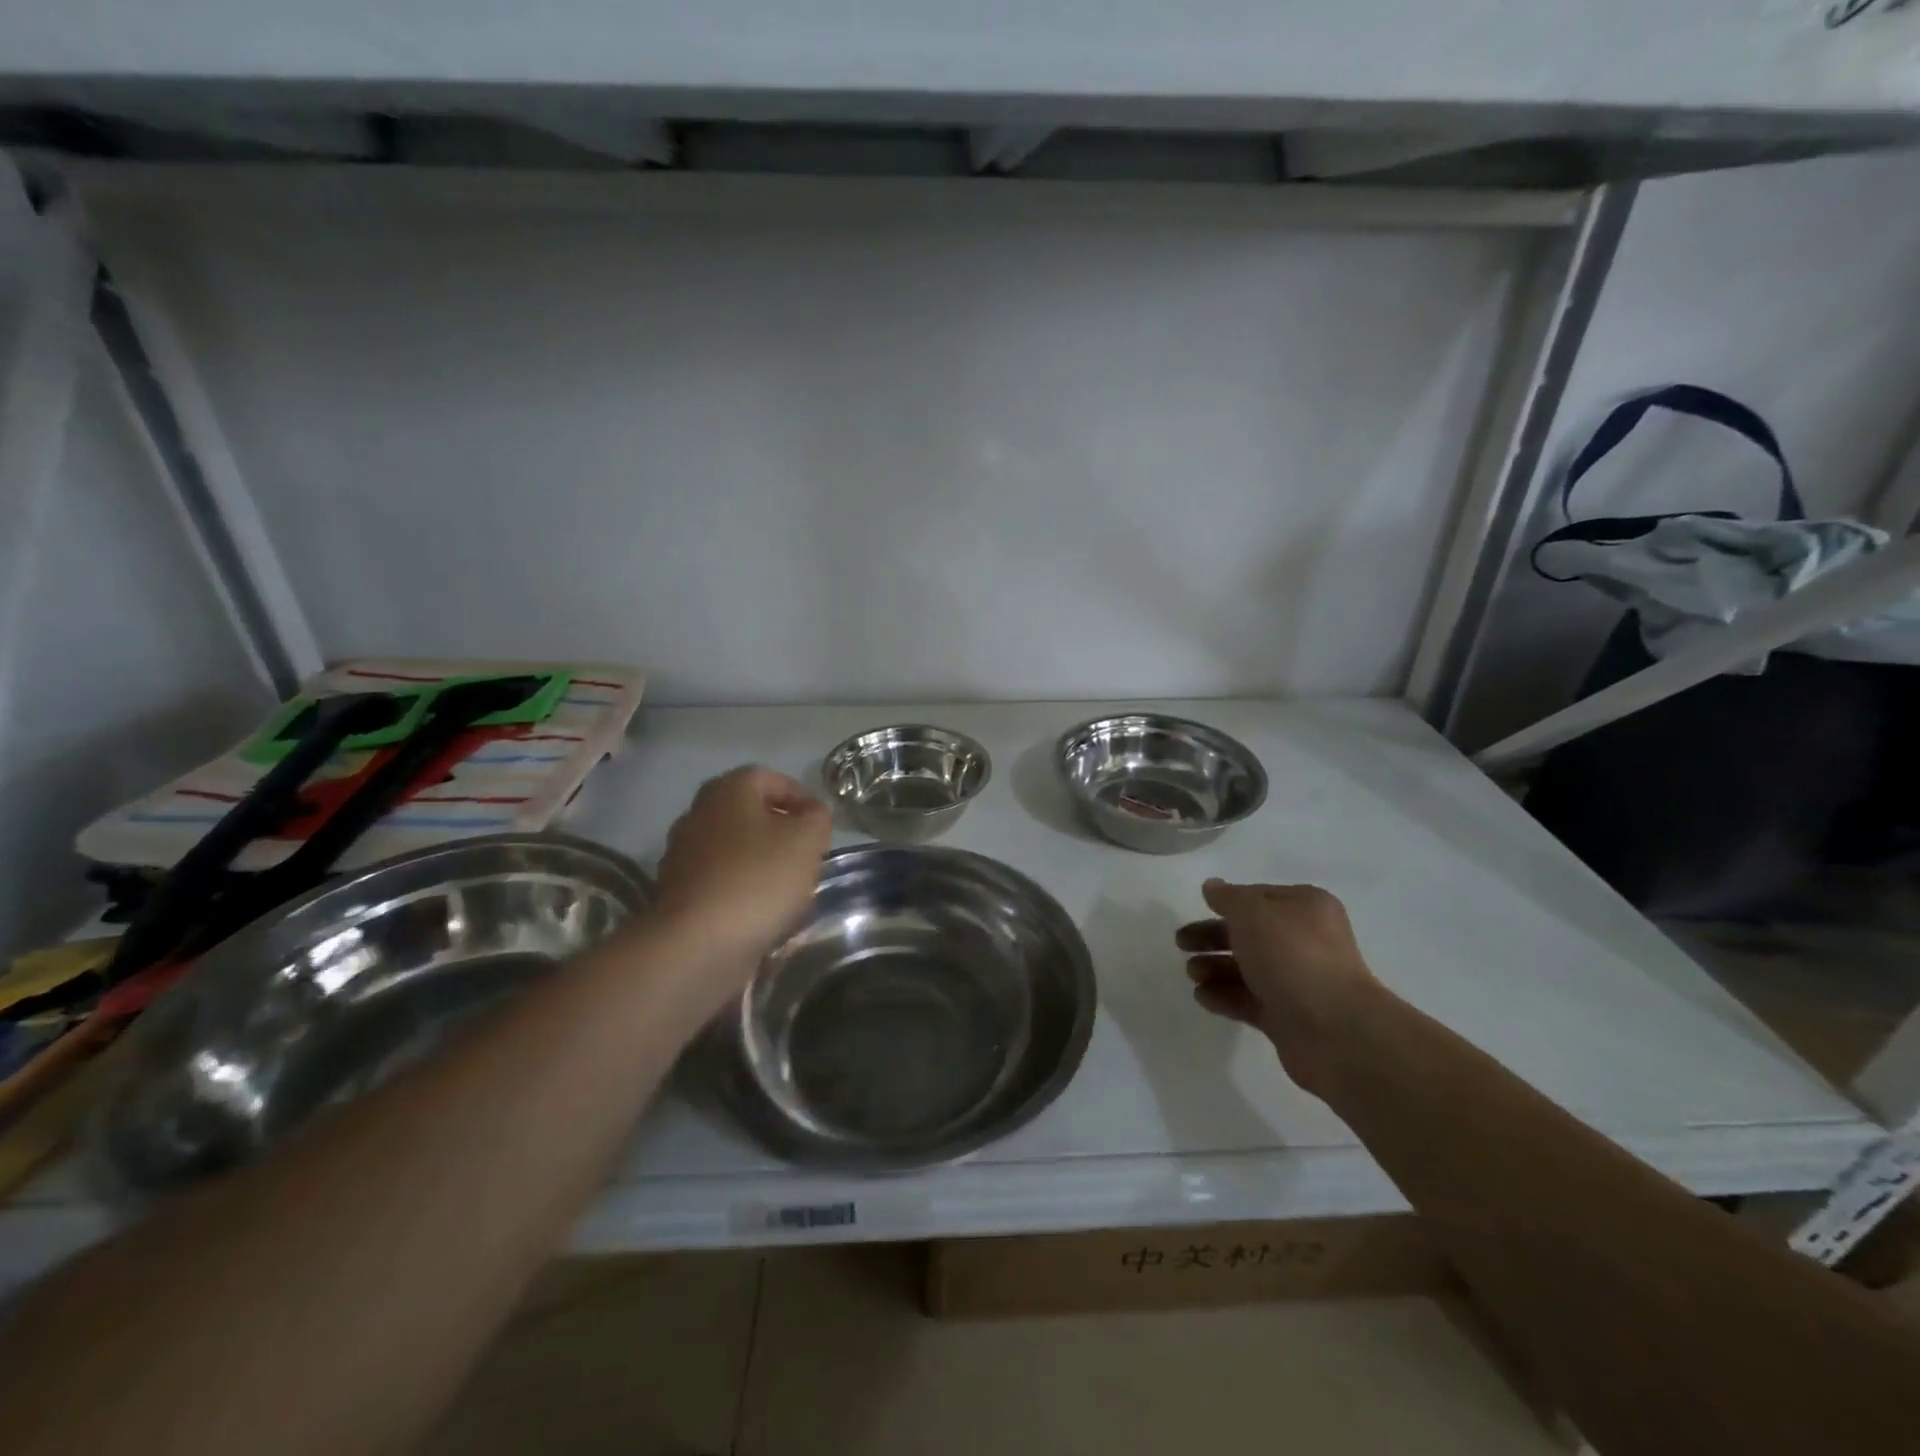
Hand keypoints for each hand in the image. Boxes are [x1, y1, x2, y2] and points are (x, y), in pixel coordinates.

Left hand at [655, 765, 830, 978]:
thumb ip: (817, 816)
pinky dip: (745, 891)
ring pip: (737, 849)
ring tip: (793, 890)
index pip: (771, 778)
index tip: (821, 824)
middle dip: (783, 832)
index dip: (802, 796)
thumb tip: (811, 812)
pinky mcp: (679, 893)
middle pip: (751, 814)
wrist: (699, 943)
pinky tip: (766, 914)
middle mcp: (698, 814)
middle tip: (809, 854)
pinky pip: (723, 881)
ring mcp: (684, 855)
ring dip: (765, 863)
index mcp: (727, 791)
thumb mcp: (807, 838)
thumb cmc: (759, 878)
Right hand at [1175, 879, 1378, 1095]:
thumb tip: (1213, 886)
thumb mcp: (1253, 913)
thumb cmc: (1292, 956)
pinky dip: (1224, 997)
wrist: (1334, 1030)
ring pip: (1247, 968)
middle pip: (1249, 933)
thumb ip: (1228, 897)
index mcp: (1305, 908)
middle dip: (1213, 937)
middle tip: (1181, 943)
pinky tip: (1202, 997)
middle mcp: (1305, 941)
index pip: (1259, 897)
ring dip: (1214, 968)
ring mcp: (1297, 980)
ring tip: (1192, 974)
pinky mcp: (1288, 1016)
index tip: (1198, 908)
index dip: (1227, 902)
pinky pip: (1249, 1000)